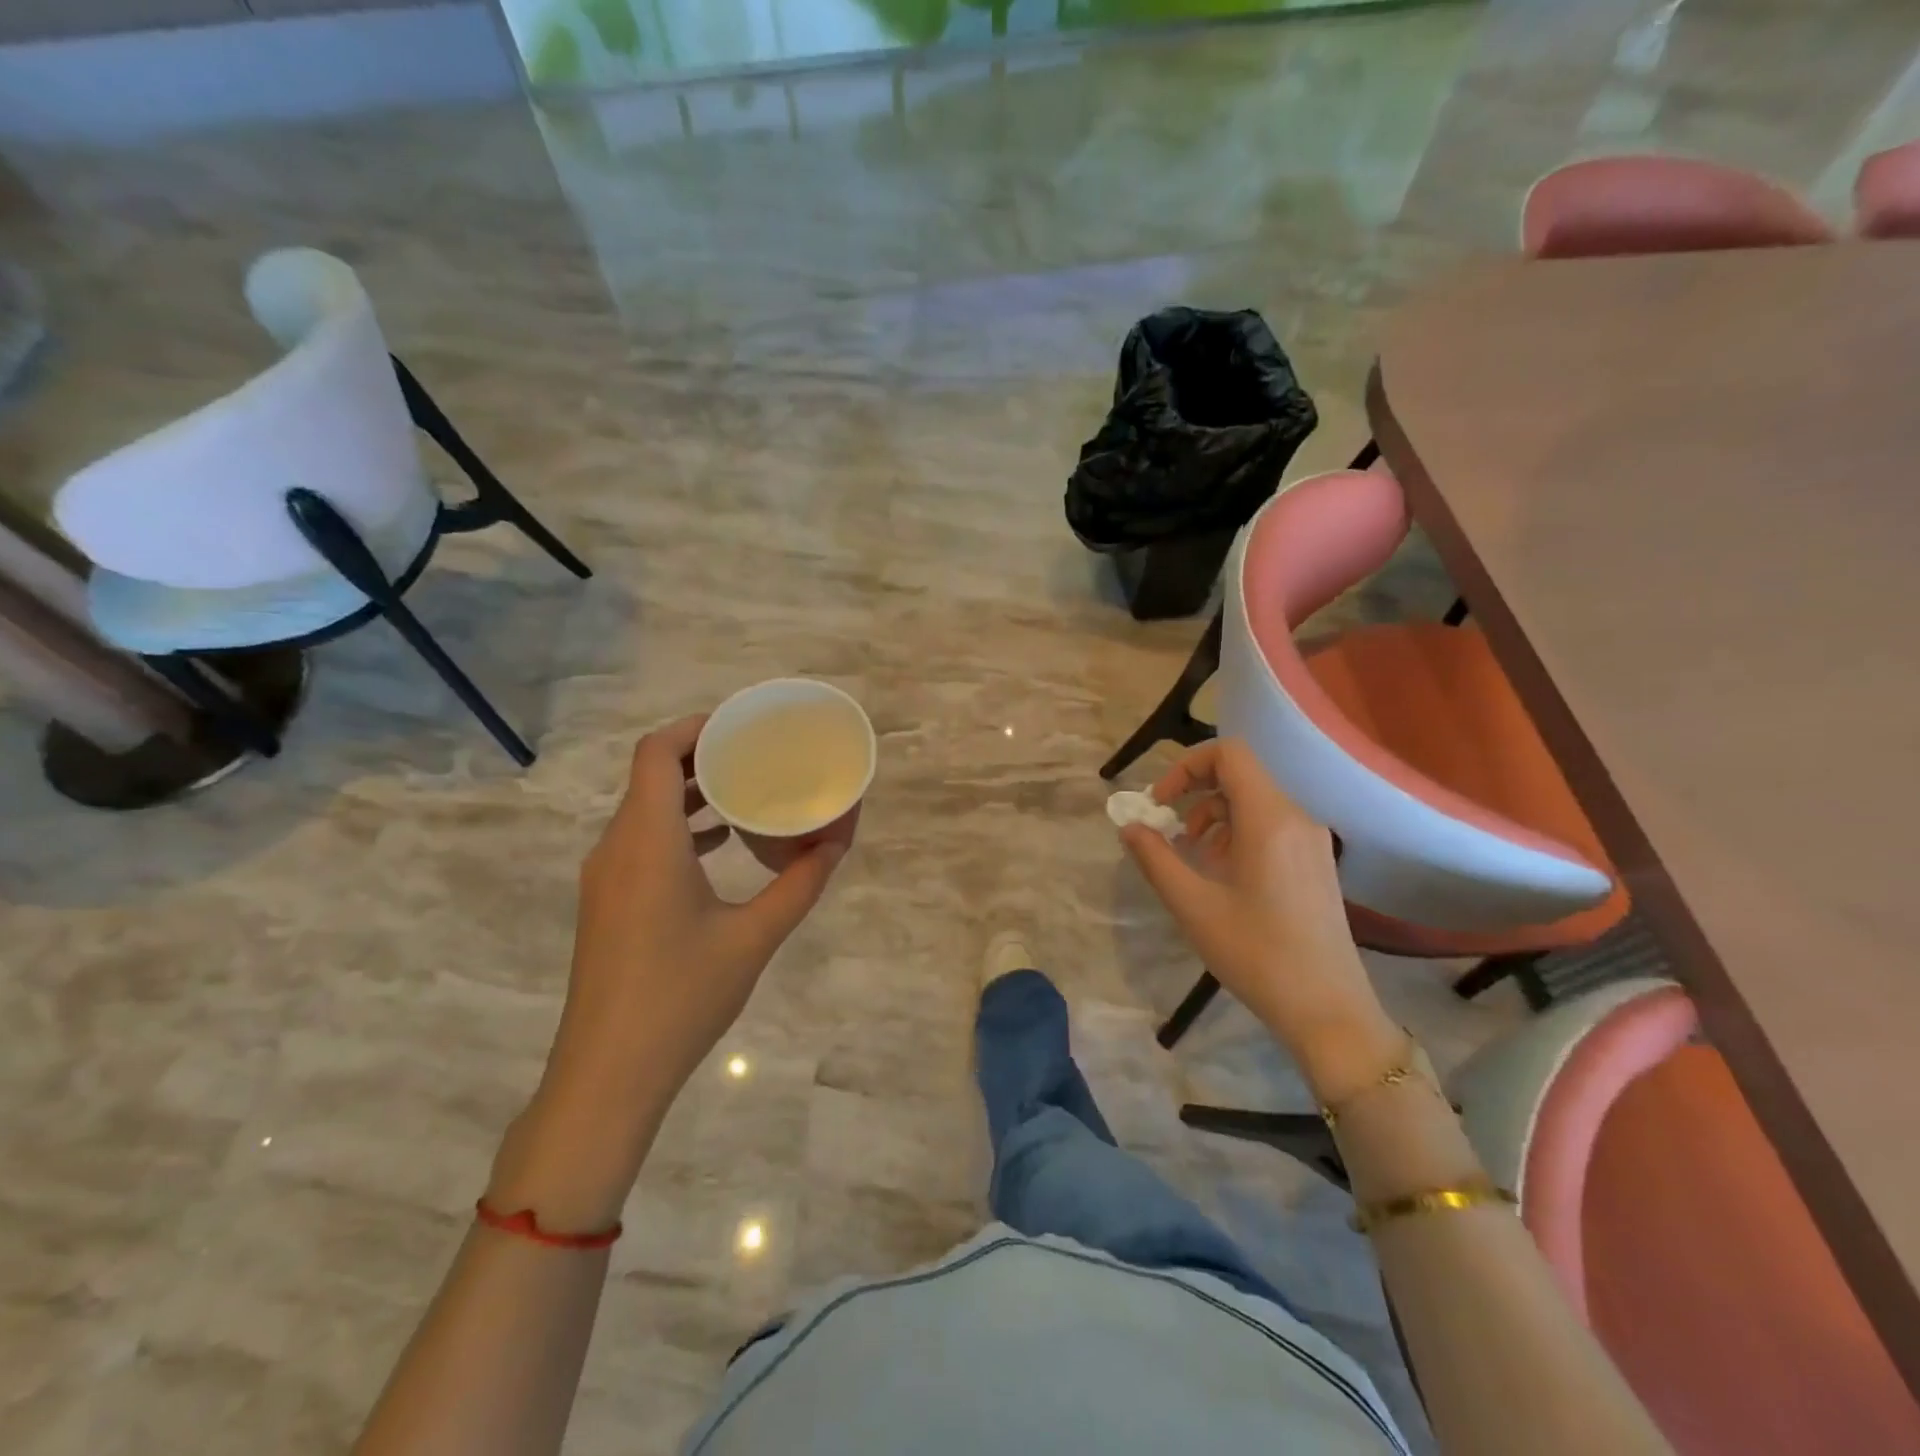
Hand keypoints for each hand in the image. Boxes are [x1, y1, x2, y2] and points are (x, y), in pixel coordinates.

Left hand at [494, 716, 845, 1227]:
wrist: (608, 1073)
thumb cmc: (682, 997)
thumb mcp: (754, 937)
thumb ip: (800, 884)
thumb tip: (839, 842)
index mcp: (647, 842)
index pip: (656, 753)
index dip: (694, 728)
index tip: (740, 726)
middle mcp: (617, 847)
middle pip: (650, 775)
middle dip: (701, 756)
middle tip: (755, 754)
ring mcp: (605, 876)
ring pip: (644, 809)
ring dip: (690, 793)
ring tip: (745, 792)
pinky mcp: (606, 902)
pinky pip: (641, 840)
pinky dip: (678, 826)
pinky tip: (720, 844)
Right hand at [1118, 738, 1400, 1101]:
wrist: (1329, 1011)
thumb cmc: (1256, 954)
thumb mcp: (1192, 906)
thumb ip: (1155, 858)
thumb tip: (1130, 826)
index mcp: (1270, 819)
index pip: (1230, 754)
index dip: (1187, 765)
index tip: (1161, 802)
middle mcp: (1297, 818)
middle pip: (1241, 775)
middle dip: (1195, 793)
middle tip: (1167, 830)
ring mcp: (1311, 841)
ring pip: (1254, 801)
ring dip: (1213, 816)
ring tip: (1192, 858)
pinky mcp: (1316, 863)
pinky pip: (1270, 826)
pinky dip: (1237, 833)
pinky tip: (1221, 874)